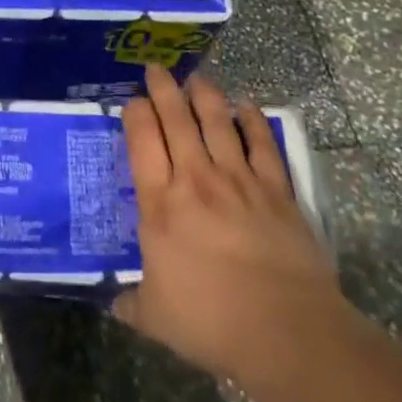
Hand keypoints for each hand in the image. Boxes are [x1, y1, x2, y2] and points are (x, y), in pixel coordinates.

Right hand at [116, 65, 351, 395]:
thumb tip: (114, 303)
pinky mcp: (277, 192)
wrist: (287, 332)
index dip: (135, 113)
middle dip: (163, 89)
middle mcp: (196, 179)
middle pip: (176, 119)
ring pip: (217, 123)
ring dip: (205, 96)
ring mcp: (240, 181)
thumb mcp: (156, 318)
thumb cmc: (212, 322)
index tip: (132, 101)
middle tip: (156, 69)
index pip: (141, 140)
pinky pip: (263, 145)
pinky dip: (253, 122)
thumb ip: (131, 303)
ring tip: (197, 78)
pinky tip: (247, 107)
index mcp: (160, 203)